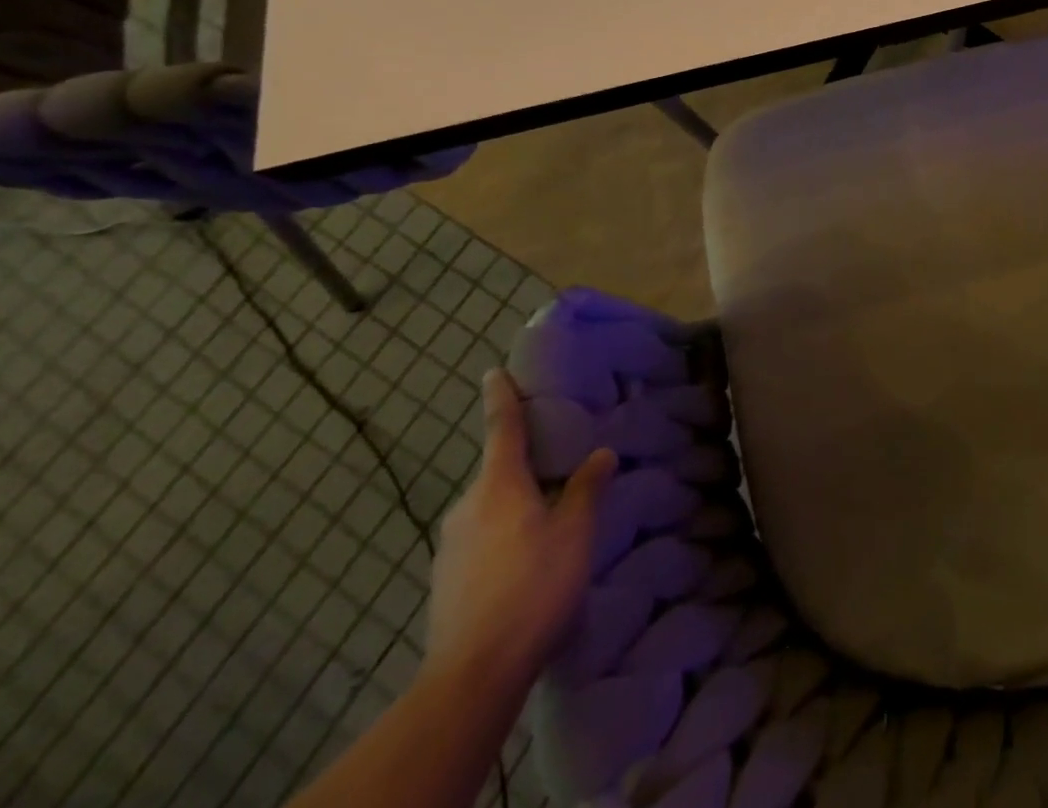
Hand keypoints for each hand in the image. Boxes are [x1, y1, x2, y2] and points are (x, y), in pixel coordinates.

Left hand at [425, 371, 615, 690]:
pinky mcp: (446, 582)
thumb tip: (601, 454)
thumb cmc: (532, 586)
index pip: (501, 427)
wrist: (473, 675)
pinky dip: (503, 535)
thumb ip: (586, 489)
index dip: (500, 397)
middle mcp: (467, 507)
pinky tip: (526, 561)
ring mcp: (450, 547)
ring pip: (489, 508)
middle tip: (555, 460)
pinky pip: (480, 539)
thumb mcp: (575, 533)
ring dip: (515, 504)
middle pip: (497, 471)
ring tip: (548, 518)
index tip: (493, 372)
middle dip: (522, 463)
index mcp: (498, 485)